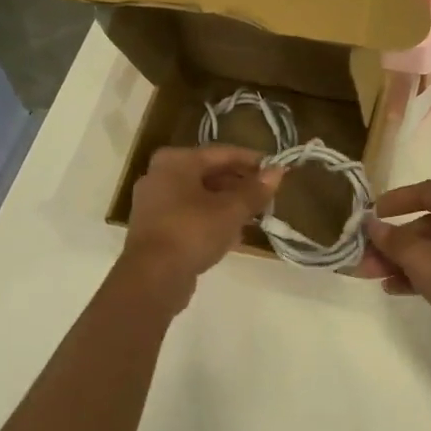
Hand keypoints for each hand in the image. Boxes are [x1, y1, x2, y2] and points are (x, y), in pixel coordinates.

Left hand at [120, 145, 281, 311]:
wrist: (153, 277)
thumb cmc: (193, 232)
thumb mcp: (231, 210)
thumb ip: (256, 190)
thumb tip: (278, 171)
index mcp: (176, 161)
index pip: (222, 153)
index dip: (252, 161)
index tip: (276, 169)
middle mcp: (160, 175)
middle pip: (209, 174)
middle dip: (240, 185)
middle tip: (267, 196)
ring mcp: (154, 203)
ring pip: (200, 196)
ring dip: (228, 204)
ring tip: (255, 216)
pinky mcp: (155, 228)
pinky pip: (190, 215)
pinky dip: (211, 220)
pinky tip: (233, 234)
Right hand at [358, 180, 430, 359]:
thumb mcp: (421, 258)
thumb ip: (393, 241)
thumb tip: (373, 224)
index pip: (424, 191)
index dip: (395, 199)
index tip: (372, 214)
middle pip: (425, 224)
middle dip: (392, 241)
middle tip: (363, 260)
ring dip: (402, 261)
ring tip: (374, 278)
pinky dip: (421, 275)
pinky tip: (397, 289)